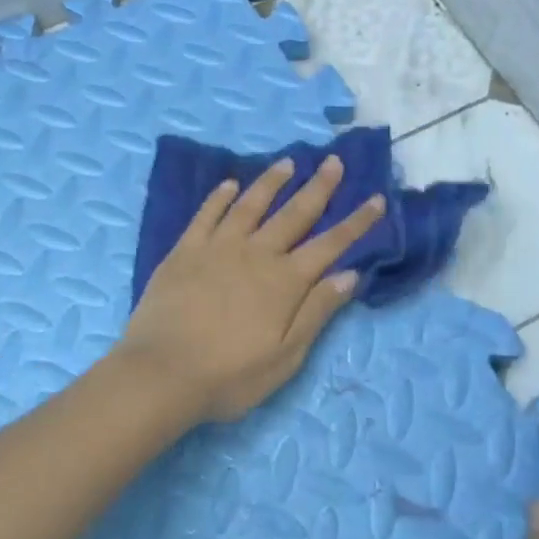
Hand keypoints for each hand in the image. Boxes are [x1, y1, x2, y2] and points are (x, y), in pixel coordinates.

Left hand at [119, 155, 385, 422]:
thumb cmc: (229, 376)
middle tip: (334, 162)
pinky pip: (206, 215)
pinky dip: (220, 197)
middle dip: (319, 188)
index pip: (330, 245)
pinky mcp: (183, 251)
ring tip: (288, 163)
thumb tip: (349, 274)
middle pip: (294, 214)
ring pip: (250, 205)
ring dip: (271, 182)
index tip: (376, 198)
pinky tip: (230, 185)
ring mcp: (216, 248)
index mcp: (285, 282)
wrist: (161, 373)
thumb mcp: (285, 356)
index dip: (356, 223)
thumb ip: (316, 312)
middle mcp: (255, 254)